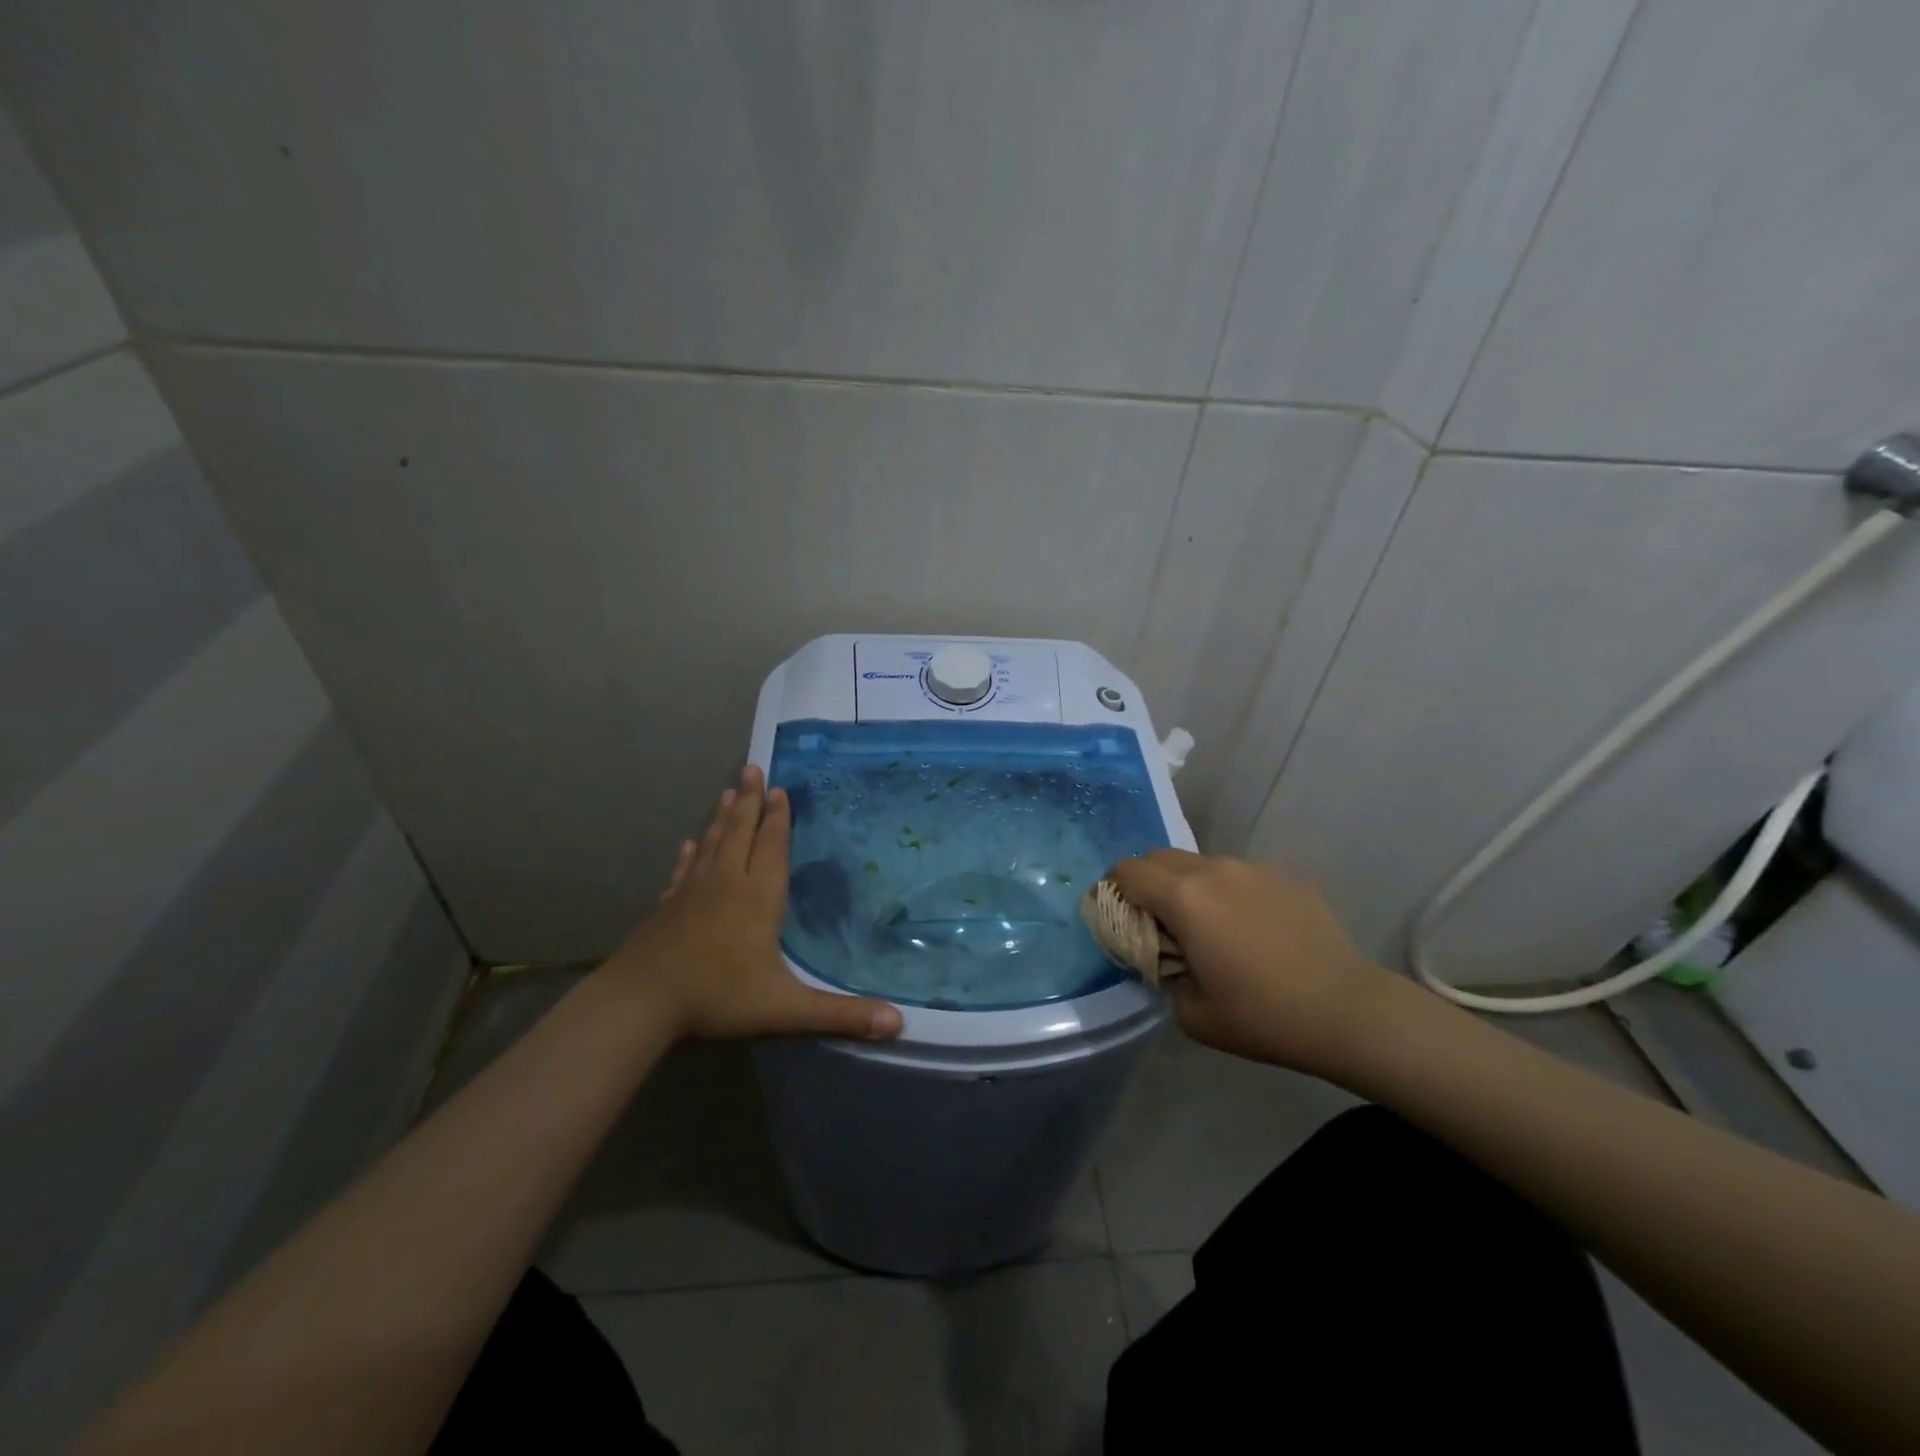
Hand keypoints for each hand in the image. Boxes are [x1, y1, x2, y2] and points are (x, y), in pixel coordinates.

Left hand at [602, 766, 903, 1043]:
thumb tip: (899, 1024)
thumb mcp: (786, 1010)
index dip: (779, 818)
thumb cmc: (717, 997)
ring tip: (729, 792)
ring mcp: (691, 893)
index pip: (772, 847)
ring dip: (722, 818)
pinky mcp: (666, 908)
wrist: (640, 1003)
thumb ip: (841, 1015)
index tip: (780, 789)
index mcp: (758, 898)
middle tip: (751, 768)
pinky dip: (689, 855)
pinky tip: (688, 845)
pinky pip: (683, 872)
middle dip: (750, 801)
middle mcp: (726, 884)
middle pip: (741, 833)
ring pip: (712, 844)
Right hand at [1109, 849, 1408, 1081]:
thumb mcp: (1191, 1012)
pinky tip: (1249, 929)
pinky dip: (1225, 892)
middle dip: (1144, 882)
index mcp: (1184, 898)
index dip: (1112, 890)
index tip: (1117, 917)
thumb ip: (1161, 974)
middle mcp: (1213, 870)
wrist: (1347, 1010)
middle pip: (1157, 856)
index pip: (1127, 870)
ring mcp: (1252, 868)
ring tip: (1206, 926)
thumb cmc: (1261, 1015)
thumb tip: (1163, 957)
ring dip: (1186, 885)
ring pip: (1199, 862)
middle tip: (1155, 922)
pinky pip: (1237, 874)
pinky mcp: (1284, 875)